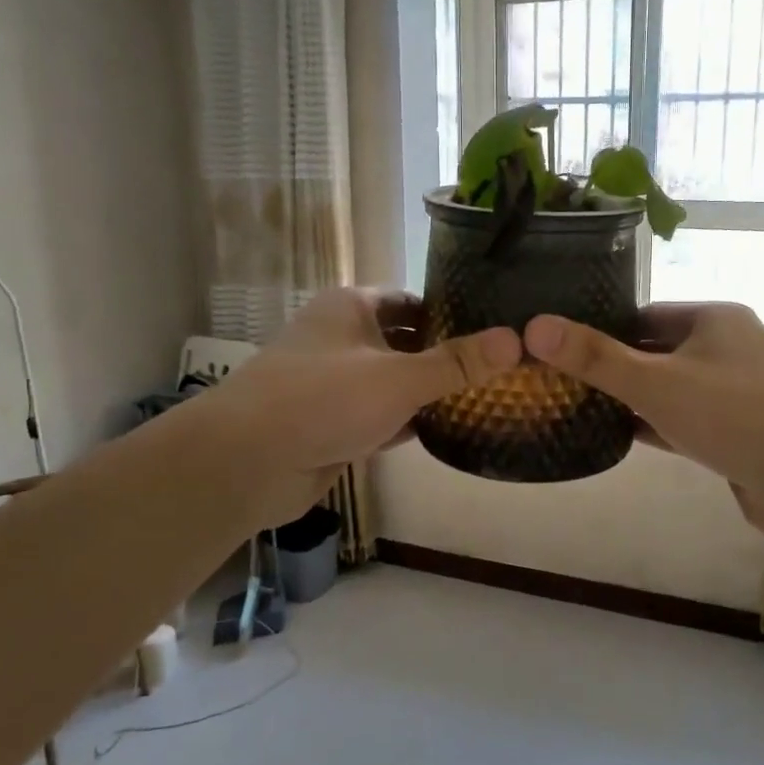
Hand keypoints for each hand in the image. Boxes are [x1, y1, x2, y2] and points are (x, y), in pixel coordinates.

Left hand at [199, 289, 520, 525]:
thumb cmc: (322, 399)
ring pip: (392, 382)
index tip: (494, 329)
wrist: (247, 463)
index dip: (450, 312)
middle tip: (499, 368)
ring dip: (427, 392)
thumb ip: (456, 363)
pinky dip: (407, 422)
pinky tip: (445, 430)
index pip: (411, 301)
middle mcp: (341, 339)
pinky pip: (380, 416)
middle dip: (444, 356)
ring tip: (485, 398)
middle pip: (404, 342)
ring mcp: (335, 384)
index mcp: (350, 308)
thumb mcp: (398, 377)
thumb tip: (516, 340)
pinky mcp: (332, 425)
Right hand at [524, 304, 763, 542]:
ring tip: (583, 406)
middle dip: (616, 365)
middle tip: (564, 381)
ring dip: (635, 397)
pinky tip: (623, 436)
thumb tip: (534, 326)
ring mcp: (739, 391)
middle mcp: (730, 347)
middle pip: (657, 349)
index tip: (563, 347)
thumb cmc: (733, 416)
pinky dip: (658, 425)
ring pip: (673, 387)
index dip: (603, 328)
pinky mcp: (741, 431)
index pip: (645, 313)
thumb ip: (595, 357)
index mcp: (715, 319)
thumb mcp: (654, 382)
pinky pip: (688, 419)